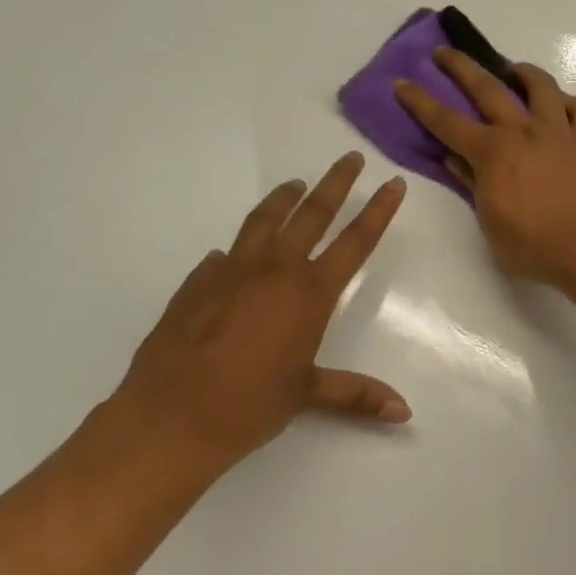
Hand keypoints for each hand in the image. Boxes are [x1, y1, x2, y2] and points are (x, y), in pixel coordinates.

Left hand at [110, 152, 408, 477]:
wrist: (171, 416)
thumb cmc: (250, 405)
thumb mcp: (308, 395)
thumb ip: (357, 394)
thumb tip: (405, 412)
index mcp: (309, 294)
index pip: (355, 242)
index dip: (378, 211)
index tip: (392, 183)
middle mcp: (274, 271)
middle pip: (313, 214)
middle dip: (336, 184)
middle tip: (351, 158)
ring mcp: (231, 271)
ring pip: (264, 220)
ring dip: (284, 199)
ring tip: (295, 183)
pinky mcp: (197, 282)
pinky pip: (224, 255)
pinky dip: (238, 248)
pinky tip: (232, 254)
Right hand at [393, 48, 575, 287]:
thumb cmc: (533, 246)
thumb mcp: (490, 222)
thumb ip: (472, 184)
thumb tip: (454, 159)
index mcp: (492, 152)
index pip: (446, 121)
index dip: (420, 101)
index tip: (402, 82)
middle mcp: (523, 131)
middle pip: (487, 88)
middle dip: (461, 66)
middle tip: (444, 52)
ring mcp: (559, 133)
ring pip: (541, 87)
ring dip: (523, 72)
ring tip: (513, 69)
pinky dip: (568, 103)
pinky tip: (562, 105)